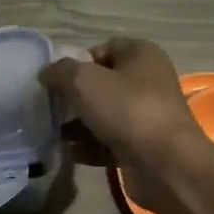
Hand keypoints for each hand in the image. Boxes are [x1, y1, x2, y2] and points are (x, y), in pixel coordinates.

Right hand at [39, 37, 213, 212]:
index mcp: (142, 55)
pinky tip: (69, 152)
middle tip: (52, 107)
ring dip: (79, 124)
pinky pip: (110, 141)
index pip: (105, 47)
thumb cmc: (127, 110)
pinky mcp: (143, 145)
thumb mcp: (84, 81)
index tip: (58, 79)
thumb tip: (48, 73)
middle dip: (75, 95)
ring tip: (55, 133)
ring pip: (105, 114)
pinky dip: (90, 146)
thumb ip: (60, 71)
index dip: (79, 60)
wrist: (166, 165)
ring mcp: (147, 115)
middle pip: (103, 82)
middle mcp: (148, 81)